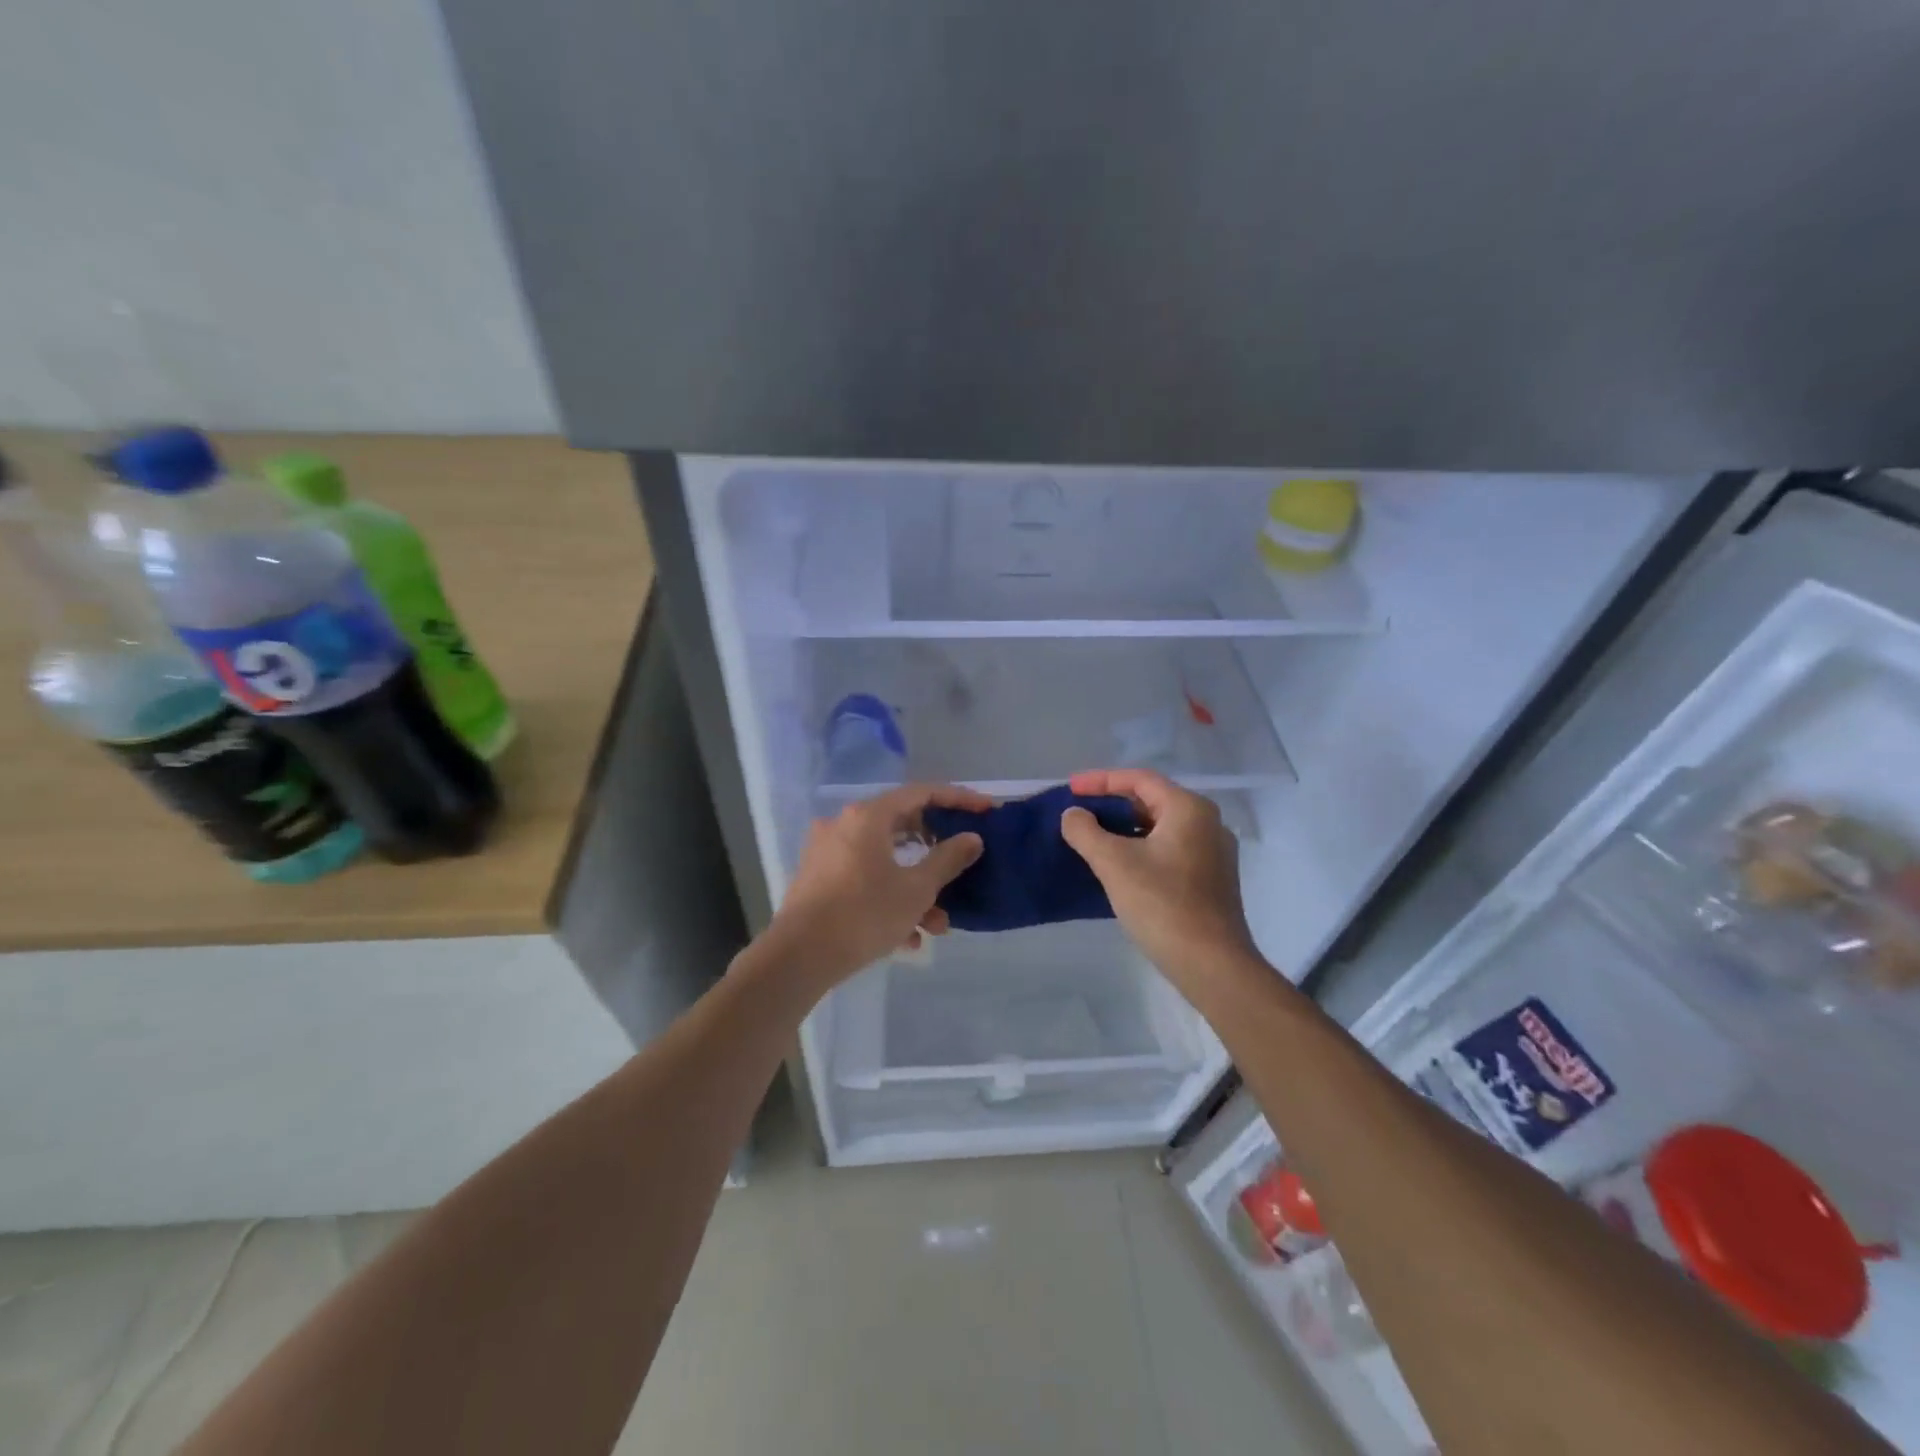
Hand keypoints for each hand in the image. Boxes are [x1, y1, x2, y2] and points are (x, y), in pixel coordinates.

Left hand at [762, 783, 990, 990]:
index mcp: (868, 817)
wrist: (798, 957)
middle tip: (961, 868)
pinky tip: (907, 938)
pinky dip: (889, 899)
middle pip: (902, 827)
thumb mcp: (916, 889)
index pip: (922, 793)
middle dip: (936, 856)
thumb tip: (971, 838)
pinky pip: (865, 879)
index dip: (958, 800)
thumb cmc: (864, 914)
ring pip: (885, 861)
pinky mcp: (818, 880)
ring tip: (936, 926)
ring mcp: (828, 852)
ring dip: (915, 889)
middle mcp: (844, 825)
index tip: (986, 811)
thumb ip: (948, 859)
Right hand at [1060, 768, 1260, 987]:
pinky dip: (1141, 848)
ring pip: (1160, 827)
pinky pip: (1169, 850)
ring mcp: (1213, 854)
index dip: (1101, 780)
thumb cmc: (1163, 905)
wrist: (1212, 965)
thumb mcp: (1114, 863)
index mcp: (1189, 809)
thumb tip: (1073, 815)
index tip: (1070, 789)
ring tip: (1092, 838)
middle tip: (1079, 813)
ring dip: (1125, 828)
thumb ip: (1086, 831)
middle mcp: (1207, 823)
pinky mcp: (1211, 880)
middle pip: (1152, 800)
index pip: (1140, 779)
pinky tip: (1119, 866)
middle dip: (1113, 804)